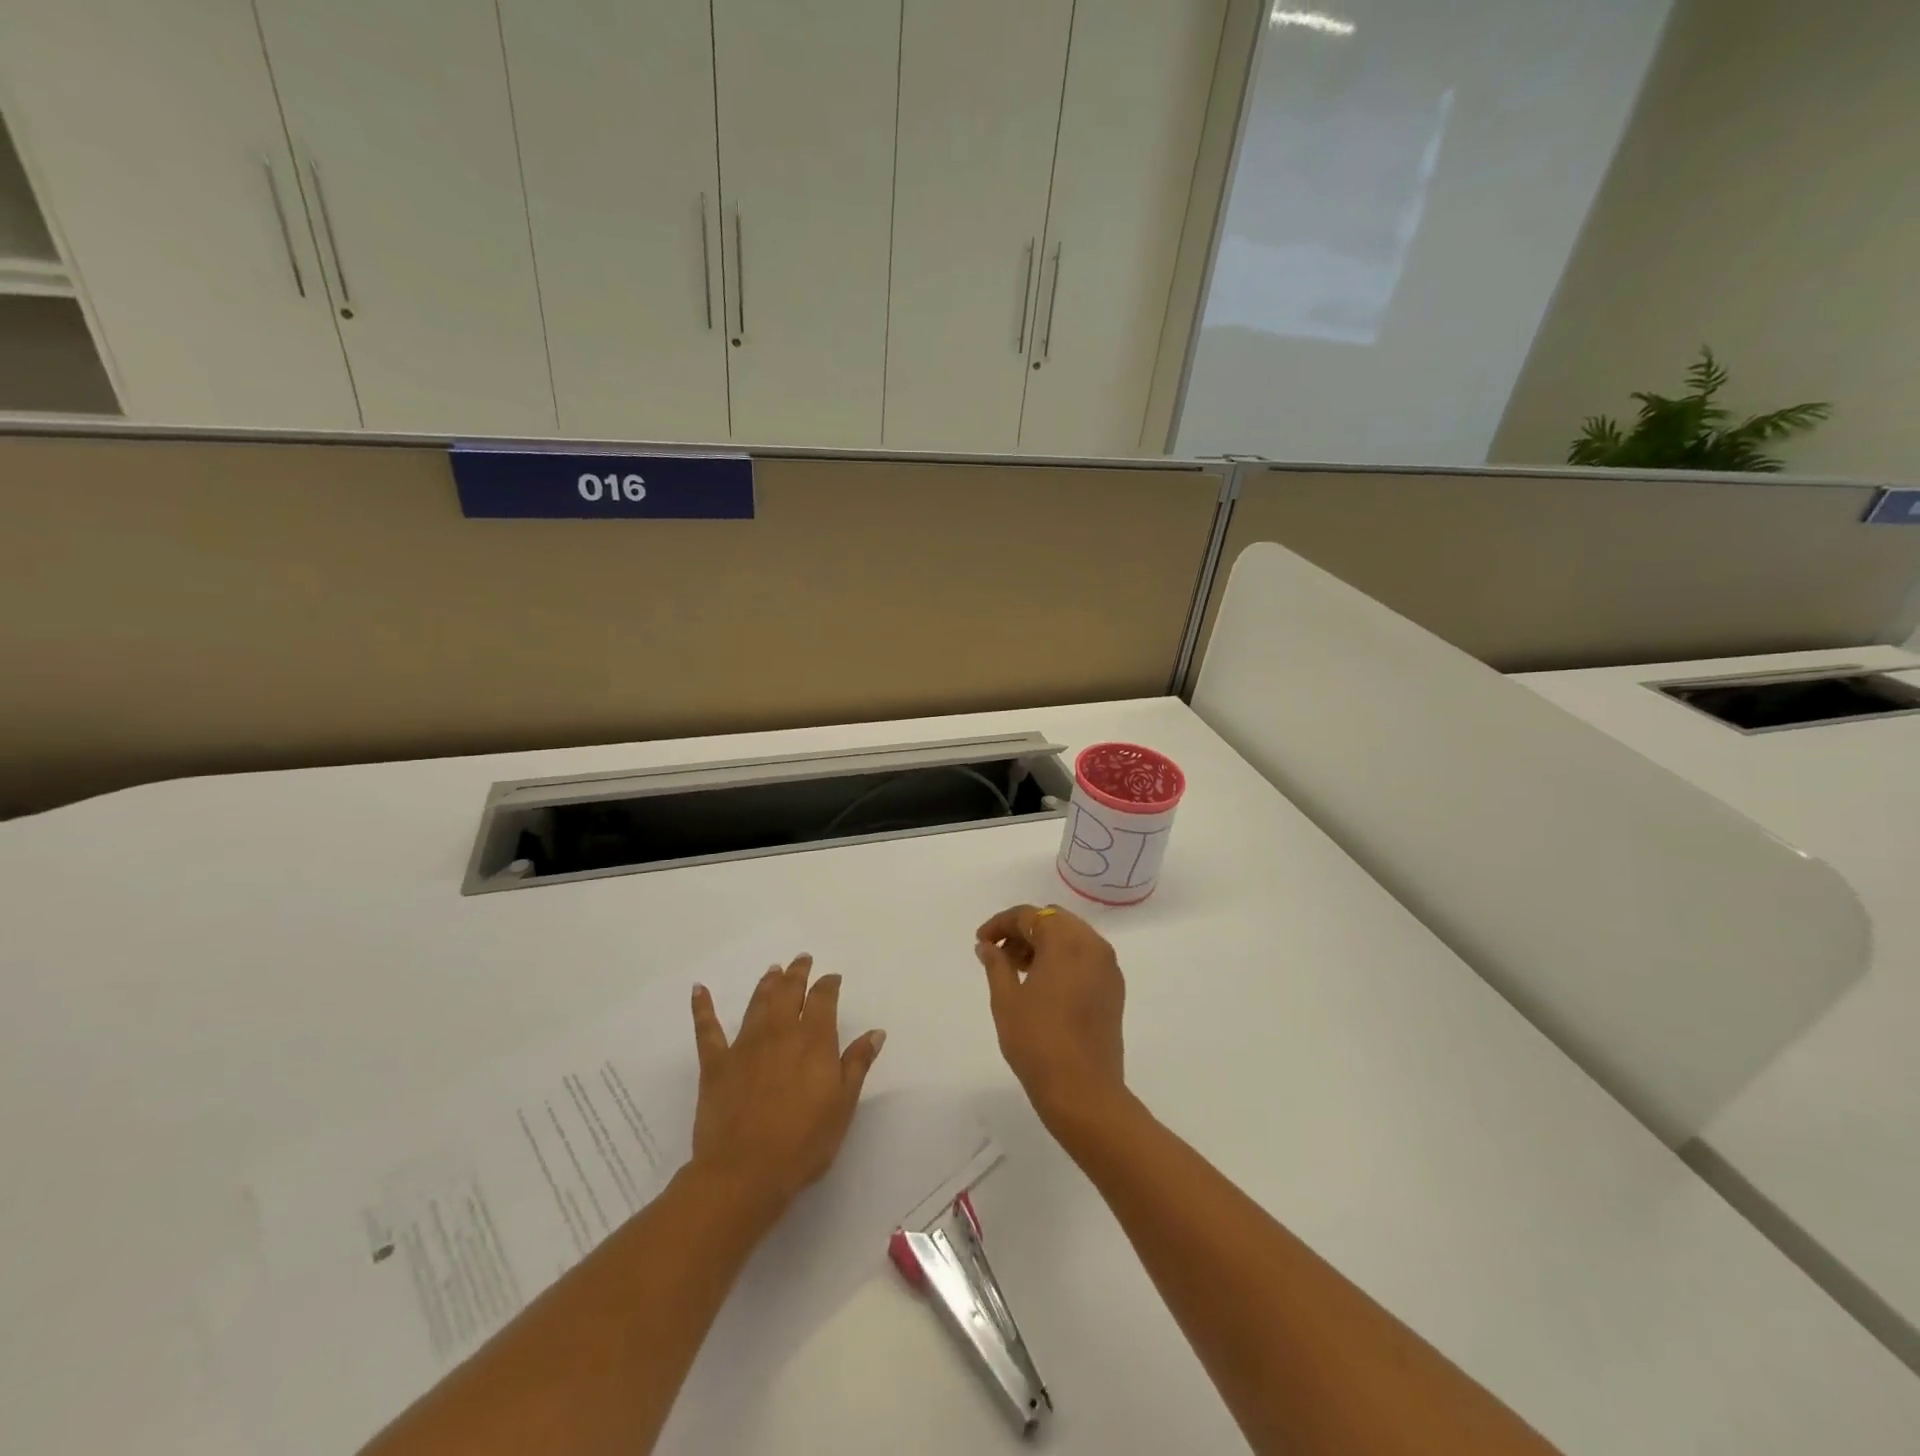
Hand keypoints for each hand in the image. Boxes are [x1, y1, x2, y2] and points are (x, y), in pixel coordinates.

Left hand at [688, 954, 885, 1223]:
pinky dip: (702, 1007)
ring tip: (773, 970)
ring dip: (766, 984)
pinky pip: (707, 1029)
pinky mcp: (716, 1064)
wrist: (745, 1171)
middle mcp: (780, 1032)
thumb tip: (875, 1032)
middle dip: (797, 974)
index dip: (828, 985)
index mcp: (814, 1040)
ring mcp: (745, 1045)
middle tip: (801, 959)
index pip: (823, 999)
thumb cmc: (804, 1142)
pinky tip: (698, 989)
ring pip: (757, 1003)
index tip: (832, 978)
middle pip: (789, 992)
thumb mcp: (843, 1105)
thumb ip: (857, 1064)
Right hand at [975, 904, 1126, 1131]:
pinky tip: (1042, 985)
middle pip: (1053, 921)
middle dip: (1024, 931)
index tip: (981, 941)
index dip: (1001, 924)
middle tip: (998, 954)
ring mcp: (1108, 968)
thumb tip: (988, 945)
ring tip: (1017, 971)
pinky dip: (1063, 960)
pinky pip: (1085, 959)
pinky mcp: (1113, 990)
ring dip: (1043, 944)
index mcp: (1066, 940)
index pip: (1029, 915)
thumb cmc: (1037, 1040)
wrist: (1083, 1092)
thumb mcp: (1006, 999)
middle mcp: (1093, 945)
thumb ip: (996, 963)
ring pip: (1071, 938)